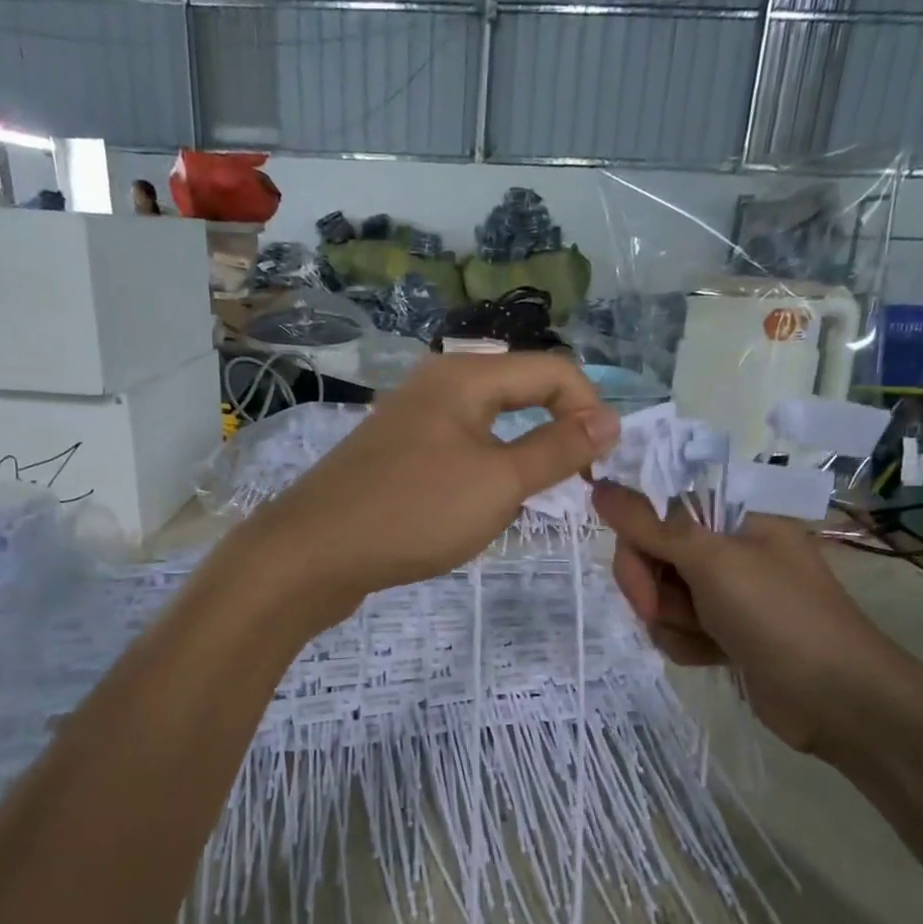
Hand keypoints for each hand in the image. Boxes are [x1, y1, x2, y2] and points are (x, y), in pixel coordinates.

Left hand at [247, 354, 620, 613]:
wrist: (313, 553)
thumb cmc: (414, 512)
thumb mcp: (499, 482)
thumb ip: (557, 449)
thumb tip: (609, 419)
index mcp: (465, 375)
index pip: (552, 370)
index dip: (588, 410)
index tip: (601, 465)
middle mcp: (436, 385)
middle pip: (518, 393)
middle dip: (554, 433)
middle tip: (570, 485)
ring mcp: (409, 421)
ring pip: (487, 427)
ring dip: (517, 459)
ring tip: (525, 504)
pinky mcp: (393, 456)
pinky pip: (456, 452)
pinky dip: (481, 475)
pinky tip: (475, 511)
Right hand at [590, 482, 908, 754]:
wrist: (835, 699)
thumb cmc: (778, 616)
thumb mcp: (712, 562)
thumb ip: (650, 526)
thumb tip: (598, 485)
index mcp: (736, 519)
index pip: (659, 514)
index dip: (639, 544)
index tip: (642, 578)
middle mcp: (729, 552)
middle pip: (654, 557)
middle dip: (653, 590)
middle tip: (665, 613)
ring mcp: (727, 595)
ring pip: (661, 598)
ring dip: (671, 622)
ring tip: (705, 639)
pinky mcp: (724, 634)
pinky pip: (677, 630)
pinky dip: (686, 645)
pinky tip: (712, 658)